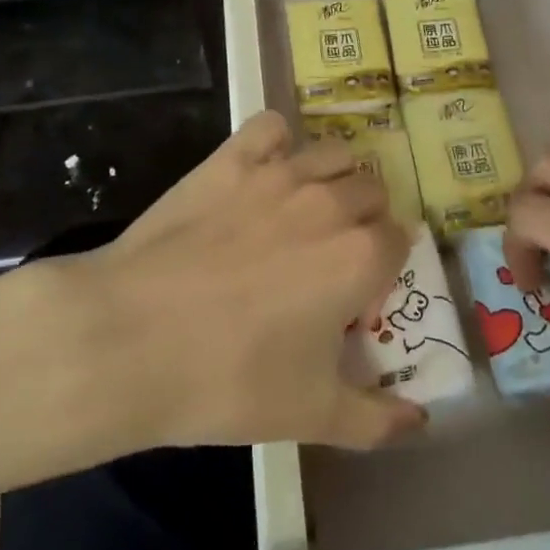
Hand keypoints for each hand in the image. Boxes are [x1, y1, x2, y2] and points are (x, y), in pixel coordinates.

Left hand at [81, 110, 426, 449]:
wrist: (130, 338)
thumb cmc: (229, 380)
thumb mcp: (312, 416)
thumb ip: (376, 420)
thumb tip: (419, 422)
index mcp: (359, 257)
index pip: (400, 240)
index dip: (384, 266)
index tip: (359, 292)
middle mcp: (330, 203)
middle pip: (372, 191)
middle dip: (365, 220)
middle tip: (332, 255)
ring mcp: (279, 174)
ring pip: (333, 154)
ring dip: (334, 178)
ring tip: (307, 211)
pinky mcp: (231, 159)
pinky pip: (271, 126)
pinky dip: (277, 141)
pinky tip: (266, 168)